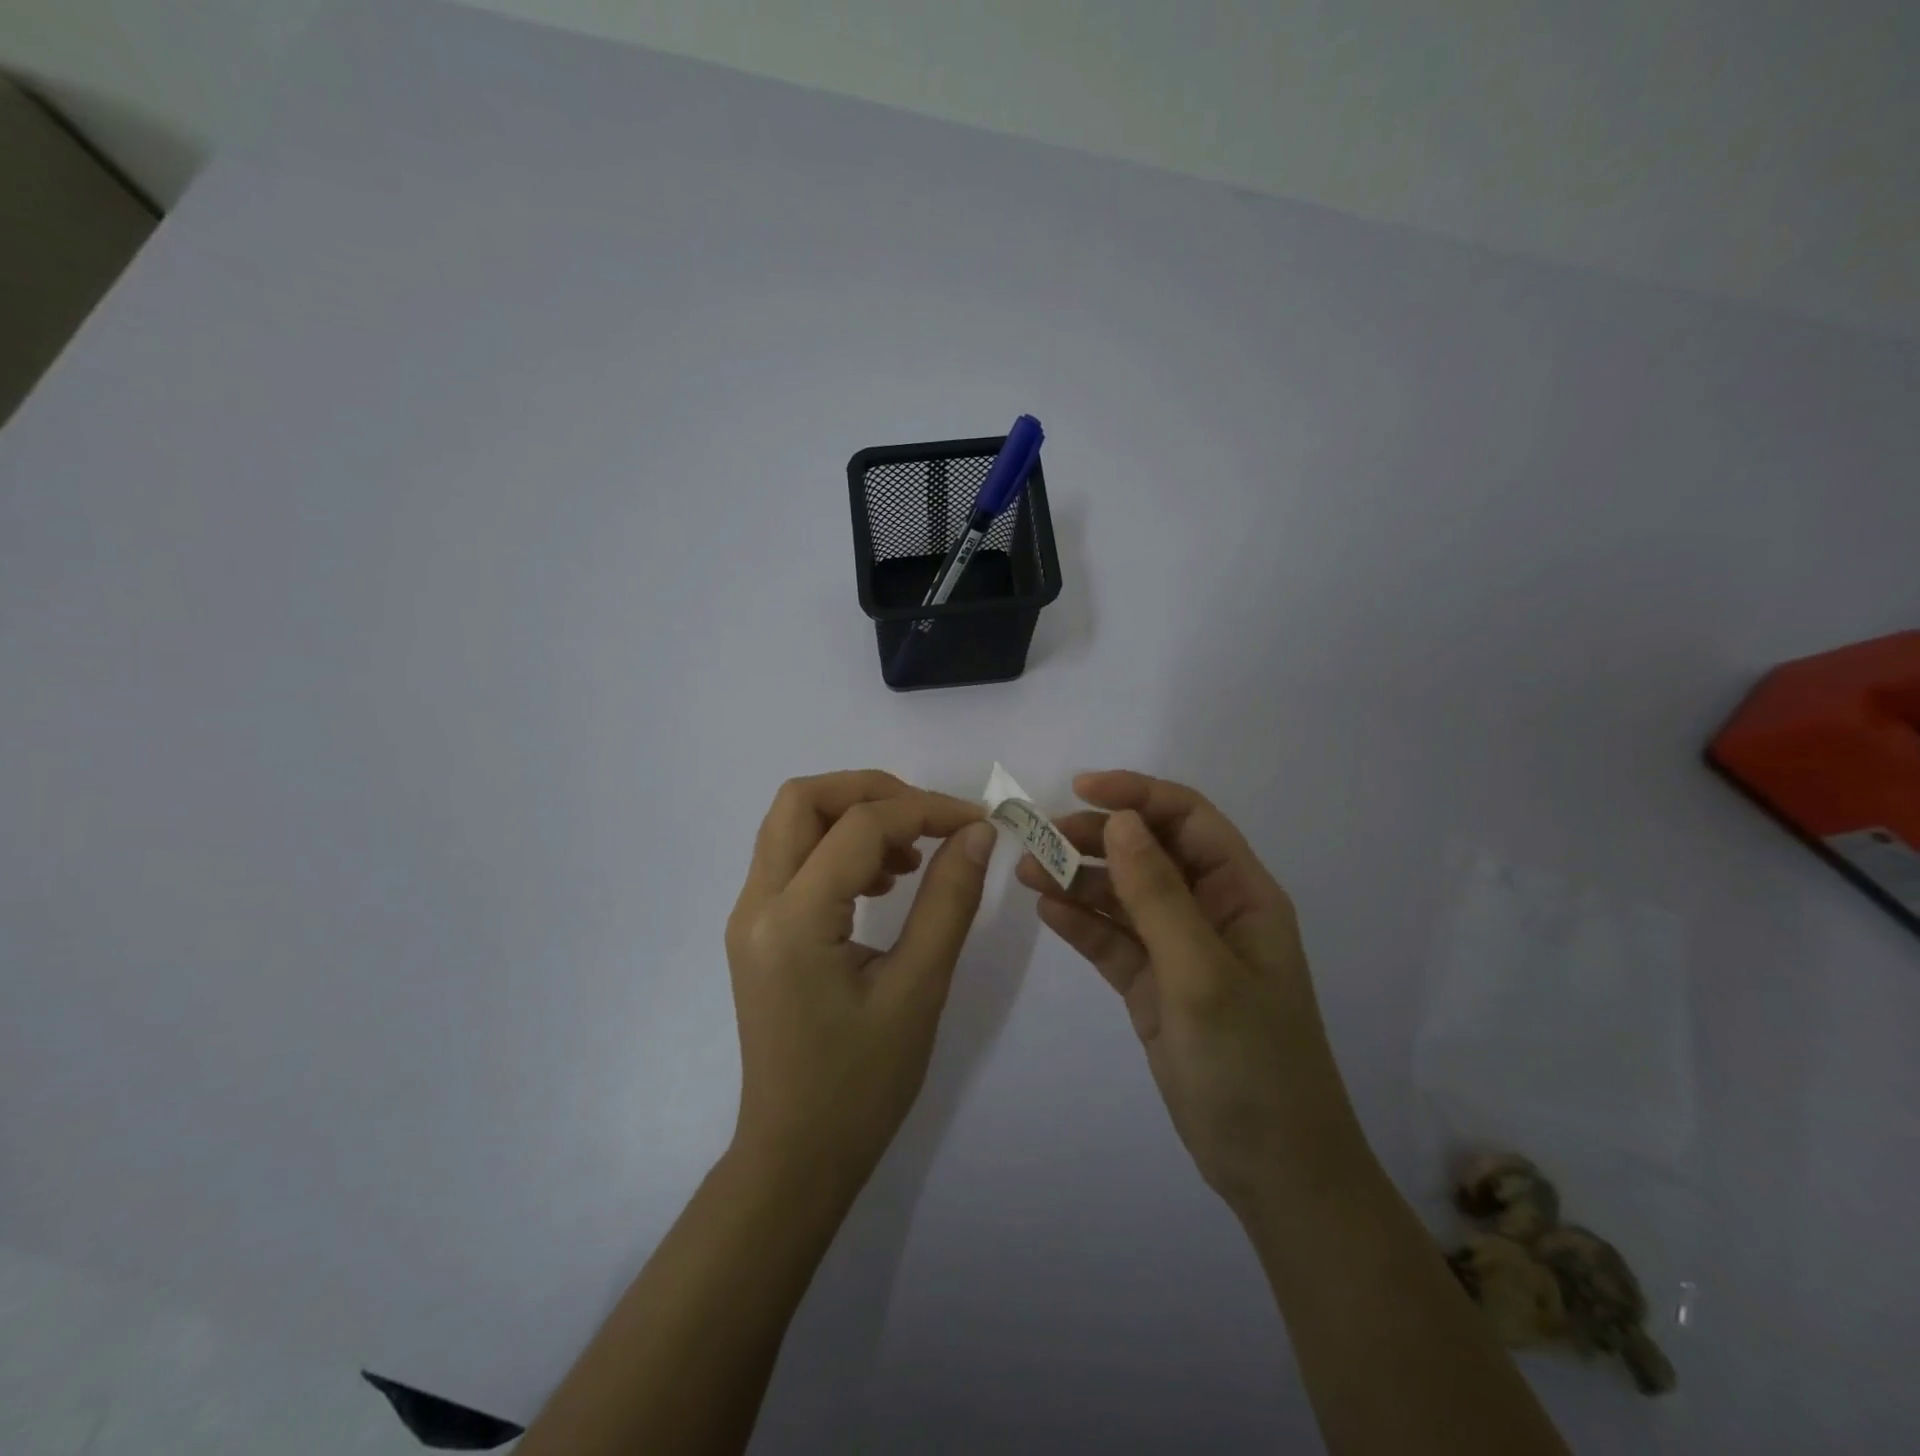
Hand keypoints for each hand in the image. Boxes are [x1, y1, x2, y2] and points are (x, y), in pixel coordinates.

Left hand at [725, 771, 995, 1206]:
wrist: (795, 1156)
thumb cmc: (861, 1085)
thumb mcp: (919, 990)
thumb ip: (949, 901)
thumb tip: (976, 833)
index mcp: (794, 921)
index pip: (859, 826)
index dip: (925, 809)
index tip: (976, 822)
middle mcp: (757, 905)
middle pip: (802, 799)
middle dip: (872, 792)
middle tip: (929, 821)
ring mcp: (749, 916)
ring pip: (792, 822)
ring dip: (853, 816)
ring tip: (911, 858)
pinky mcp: (757, 931)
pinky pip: (792, 858)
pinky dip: (838, 846)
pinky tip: (882, 882)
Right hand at [1016, 771, 1368, 1215]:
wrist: (1272, 1171)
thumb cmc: (1252, 1065)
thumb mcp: (1203, 974)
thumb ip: (1158, 895)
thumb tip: (1119, 821)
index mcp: (1241, 895)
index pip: (1188, 819)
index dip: (1138, 794)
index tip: (1080, 789)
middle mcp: (1210, 911)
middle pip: (1148, 851)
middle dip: (1096, 837)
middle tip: (1039, 836)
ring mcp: (1178, 950)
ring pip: (1123, 895)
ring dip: (1078, 879)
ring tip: (1027, 872)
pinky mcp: (1152, 986)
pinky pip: (1112, 940)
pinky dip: (1081, 922)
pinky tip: (1046, 910)